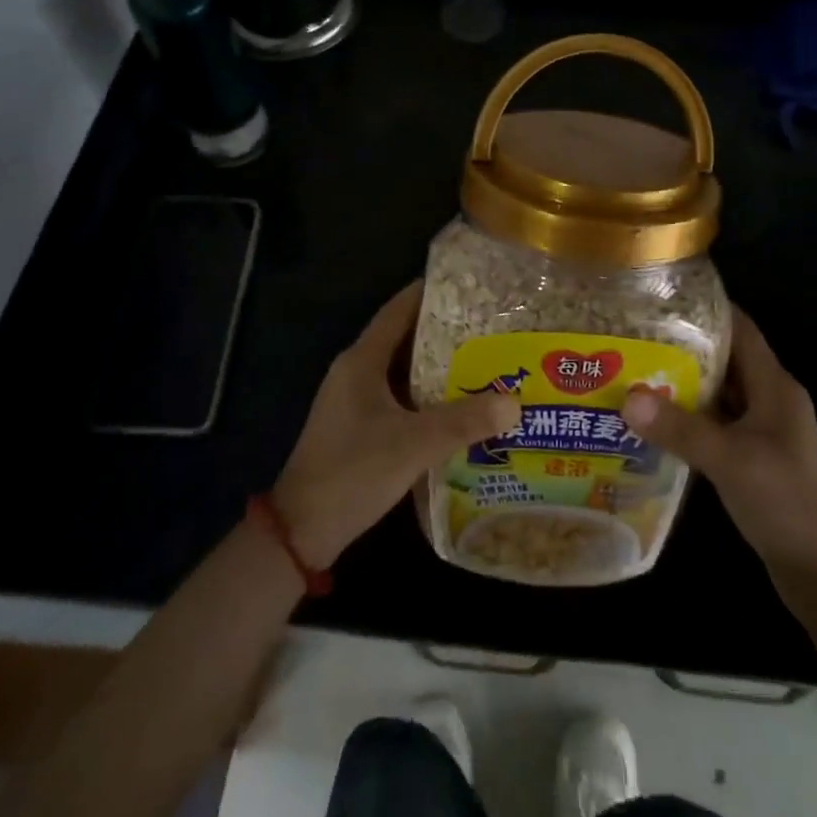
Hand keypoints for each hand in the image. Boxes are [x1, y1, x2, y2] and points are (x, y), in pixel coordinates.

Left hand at [272, 283, 521, 569]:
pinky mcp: (359, 427)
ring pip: (402, 371)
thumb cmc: (354, 471)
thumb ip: (465, 421)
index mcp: (361, 361)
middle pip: (403, 338)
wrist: (301, 530)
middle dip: (444, 331)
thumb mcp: (414, 443)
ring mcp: (355, 401)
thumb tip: (515, 402)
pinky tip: (458, 406)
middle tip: (487, 326)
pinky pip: (399, 397)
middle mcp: (356, 372)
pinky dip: (426, 396)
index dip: (430, 294)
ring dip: (437, 366)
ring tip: (482, 360)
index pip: (398, 310)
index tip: (468, 285)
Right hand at [622, 308, 816, 585]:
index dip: (707, 309)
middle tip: (634, 336)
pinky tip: (653, 421)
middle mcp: (771, 400)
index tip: (662, 298)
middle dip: (682, 346)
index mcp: (776, 386)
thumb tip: (627, 397)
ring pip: (718, 392)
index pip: (741, 329)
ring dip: (682, 383)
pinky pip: (715, 423)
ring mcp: (763, 430)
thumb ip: (680, 428)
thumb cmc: (786, 503)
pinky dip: (687, 417)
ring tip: (633, 371)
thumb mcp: (730, 461)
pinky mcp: (753, 456)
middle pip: (725, 358)